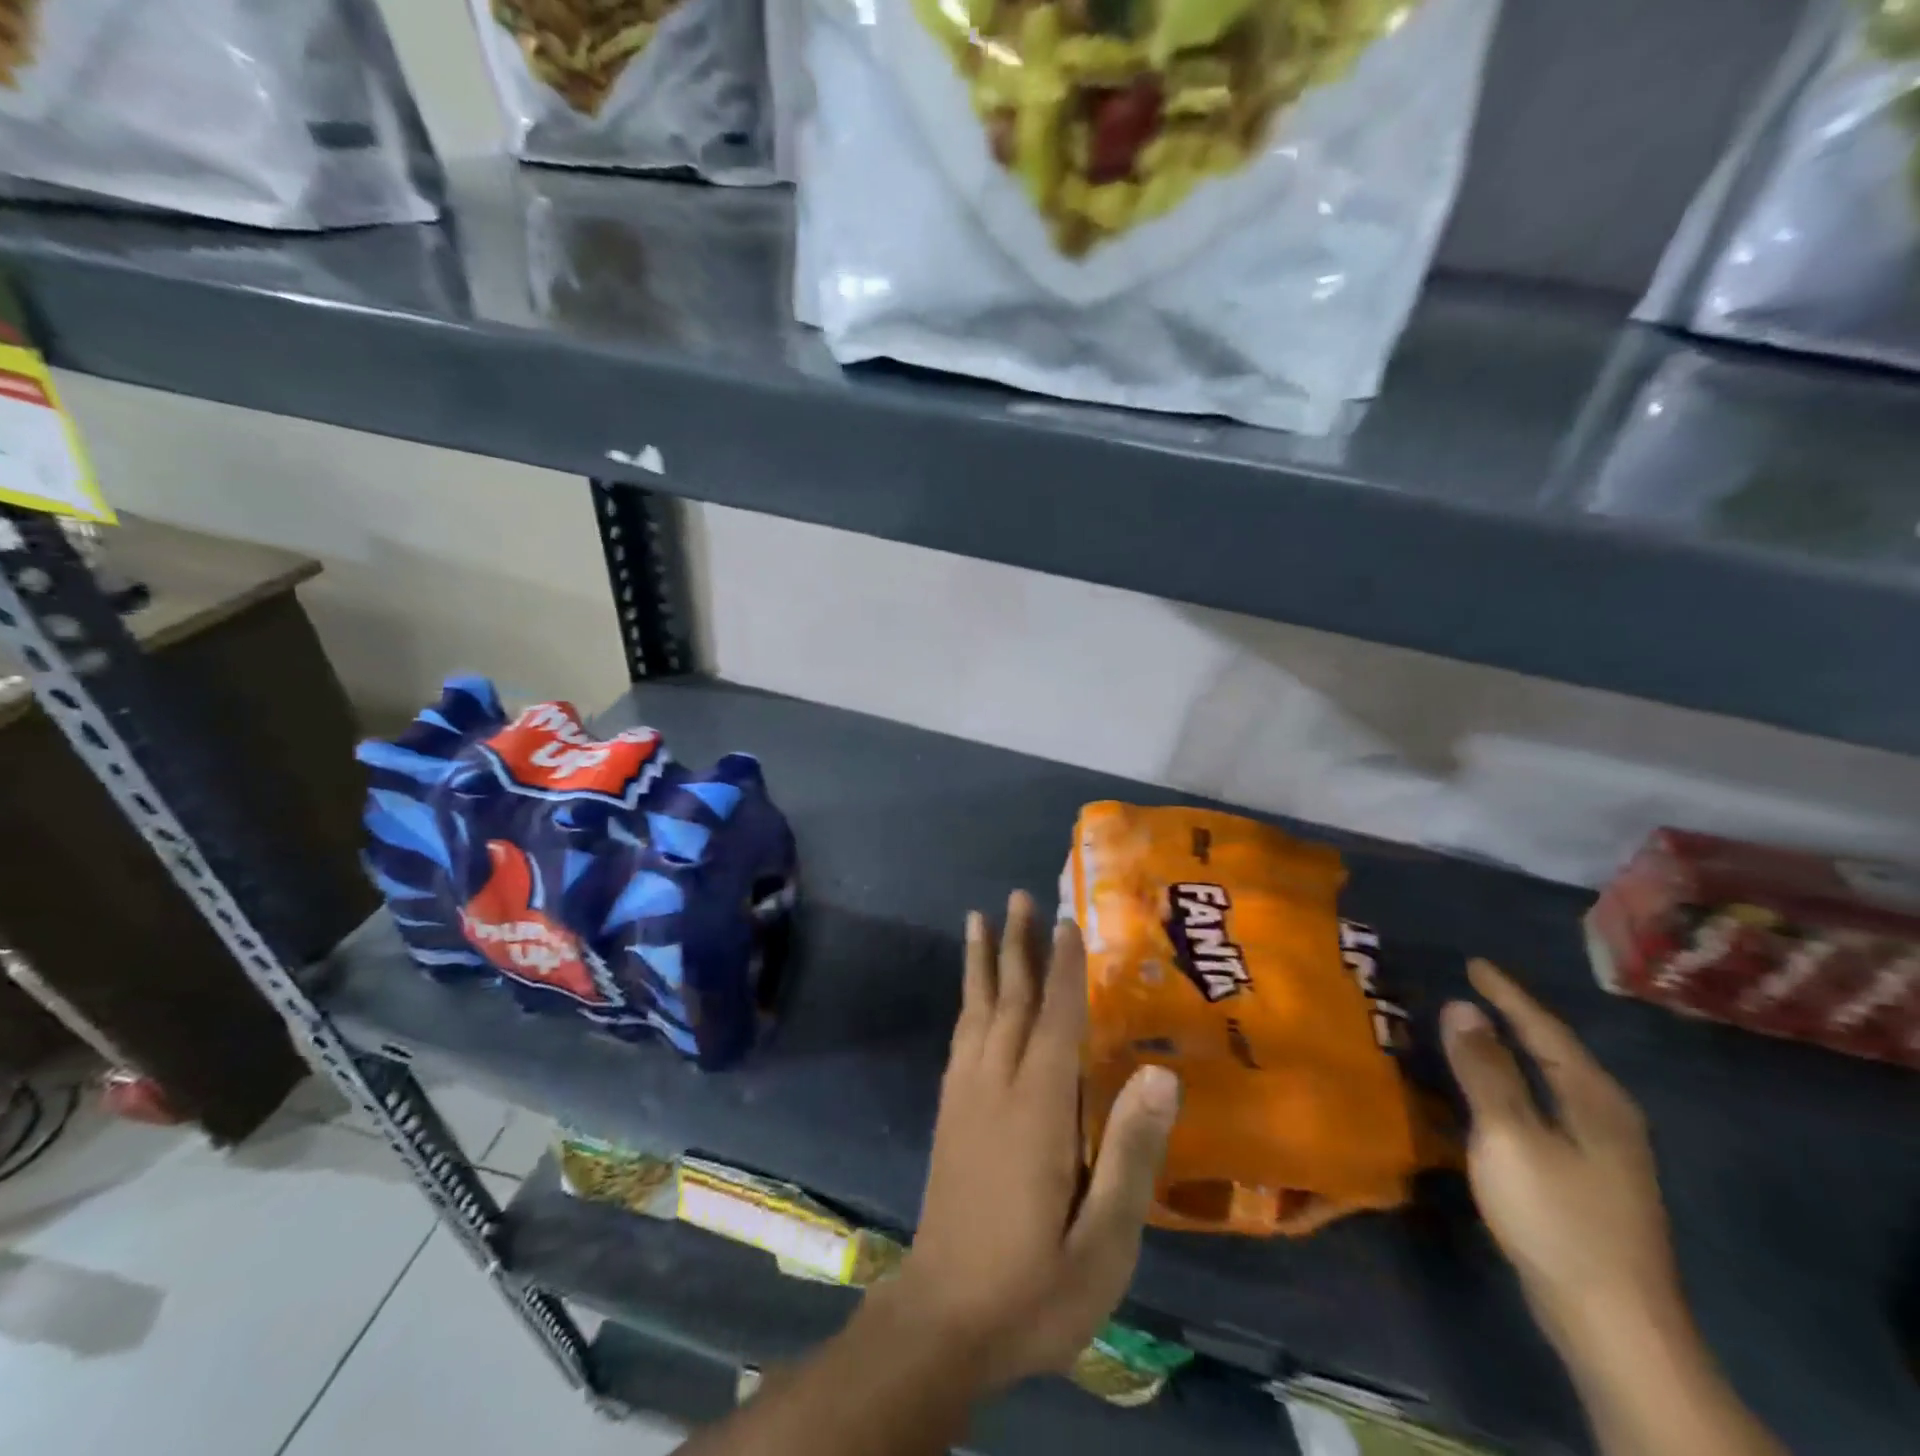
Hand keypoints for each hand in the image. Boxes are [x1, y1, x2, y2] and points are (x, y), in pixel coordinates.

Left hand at [887, 890, 1180, 1389]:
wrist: (944, 1322)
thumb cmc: (1036, 1287)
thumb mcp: (1104, 1240)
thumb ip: (1131, 1152)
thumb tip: (1160, 1071)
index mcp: (1037, 1108)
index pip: (1056, 1019)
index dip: (1065, 969)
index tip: (1067, 921)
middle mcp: (995, 1086)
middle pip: (1010, 999)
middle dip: (1016, 945)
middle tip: (1018, 896)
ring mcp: (964, 1097)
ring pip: (976, 1011)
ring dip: (982, 963)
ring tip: (980, 921)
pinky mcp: (947, 1115)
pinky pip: (959, 1040)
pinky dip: (966, 1005)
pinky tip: (970, 999)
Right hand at [1441, 959, 1680, 1355]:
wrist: (1613, 1321)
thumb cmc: (1556, 1215)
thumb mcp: (1509, 1134)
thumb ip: (1484, 1070)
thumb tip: (1462, 1007)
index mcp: (1594, 1099)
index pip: (1544, 1029)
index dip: (1507, 994)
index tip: (1474, 963)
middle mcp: (1607, 1117)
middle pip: (1555, 1052)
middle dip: (1514, 1019)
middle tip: (1474, 991)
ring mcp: (1604, 1153)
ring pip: (1551, 1082)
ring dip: (1514, 1053)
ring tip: (1478, 1031)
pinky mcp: (1589, 1180)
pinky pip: (1546, 1108)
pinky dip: (1517, 1085)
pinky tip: (1496, 1095)